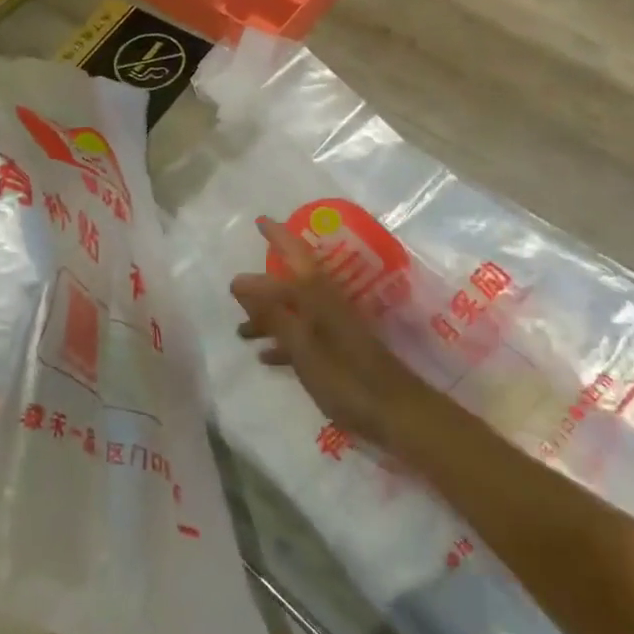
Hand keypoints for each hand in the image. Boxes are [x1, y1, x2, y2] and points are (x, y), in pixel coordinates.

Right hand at [230, 216, 436, 449]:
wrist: (397, 413)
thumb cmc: (346, 378)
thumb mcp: (303, 348)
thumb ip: (273, 314)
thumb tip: (241, 283)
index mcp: (319, 297)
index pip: (294, 256)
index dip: (278, 237)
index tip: (259, 221)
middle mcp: (327, 304)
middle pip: (291, 284)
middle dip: (264, 284)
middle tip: (237, 288)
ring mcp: (335, 327)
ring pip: (295, 311)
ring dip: (269, 317)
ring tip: (241, 332)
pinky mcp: (340, 350)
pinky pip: (304, 335)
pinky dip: (284, 341)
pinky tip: (266, 357)